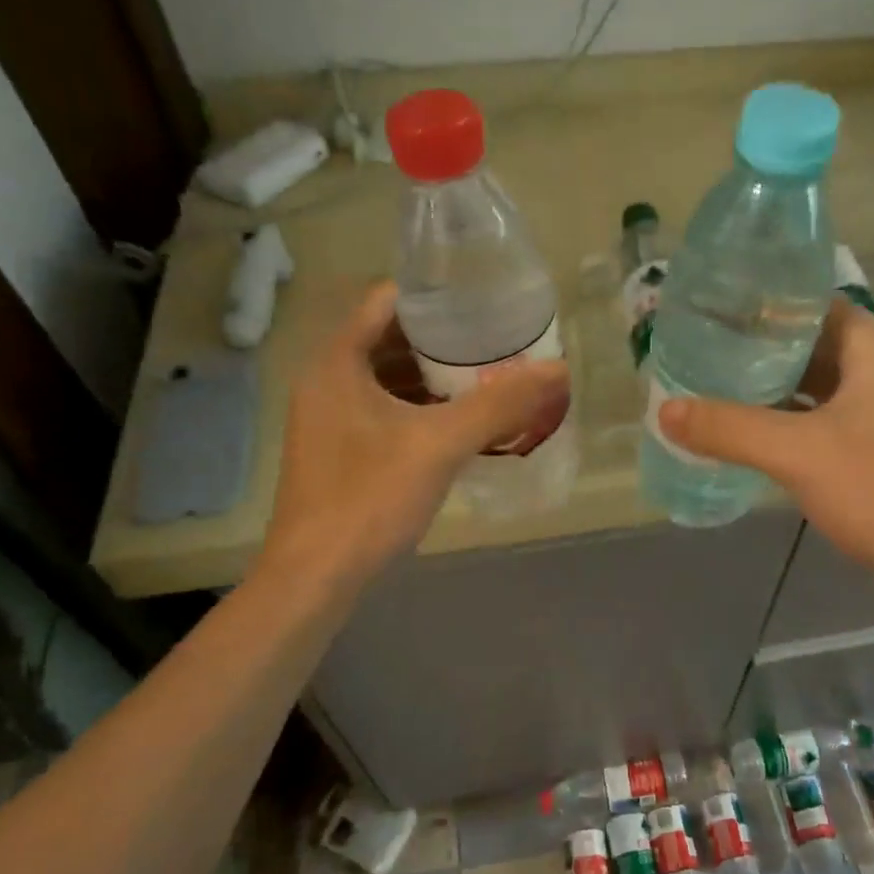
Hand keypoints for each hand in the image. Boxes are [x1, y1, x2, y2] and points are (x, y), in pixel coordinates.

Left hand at [258, 282, 566, 589]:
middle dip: (443, 339)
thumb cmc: (370, 498)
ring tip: (487, 376)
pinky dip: (420, 407)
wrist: (315, 577)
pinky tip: (459, 423)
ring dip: (433, 376)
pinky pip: (384, 409)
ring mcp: (330, 417)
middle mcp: (327, 380)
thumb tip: (558, 369)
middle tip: (496, 341)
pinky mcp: (339, 449)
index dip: (436, 295)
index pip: (387, 300)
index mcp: (338, 362)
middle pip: (390, 337)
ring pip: (388, 377)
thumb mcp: (441, 445)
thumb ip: (500, 404)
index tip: (483, 302)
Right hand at [658, 299, 873, 580]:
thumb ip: (727, 428)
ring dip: (772, 385)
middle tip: (703, 350)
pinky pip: (824, 416)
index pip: (811, 303)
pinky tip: (750, 430)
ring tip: (715, 385)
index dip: (763, 305)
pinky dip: (789, 418)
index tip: (713, 312)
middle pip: (811, 342)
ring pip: (817, 382)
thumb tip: (664, 411)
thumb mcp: (794, 452)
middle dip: (758, 348)